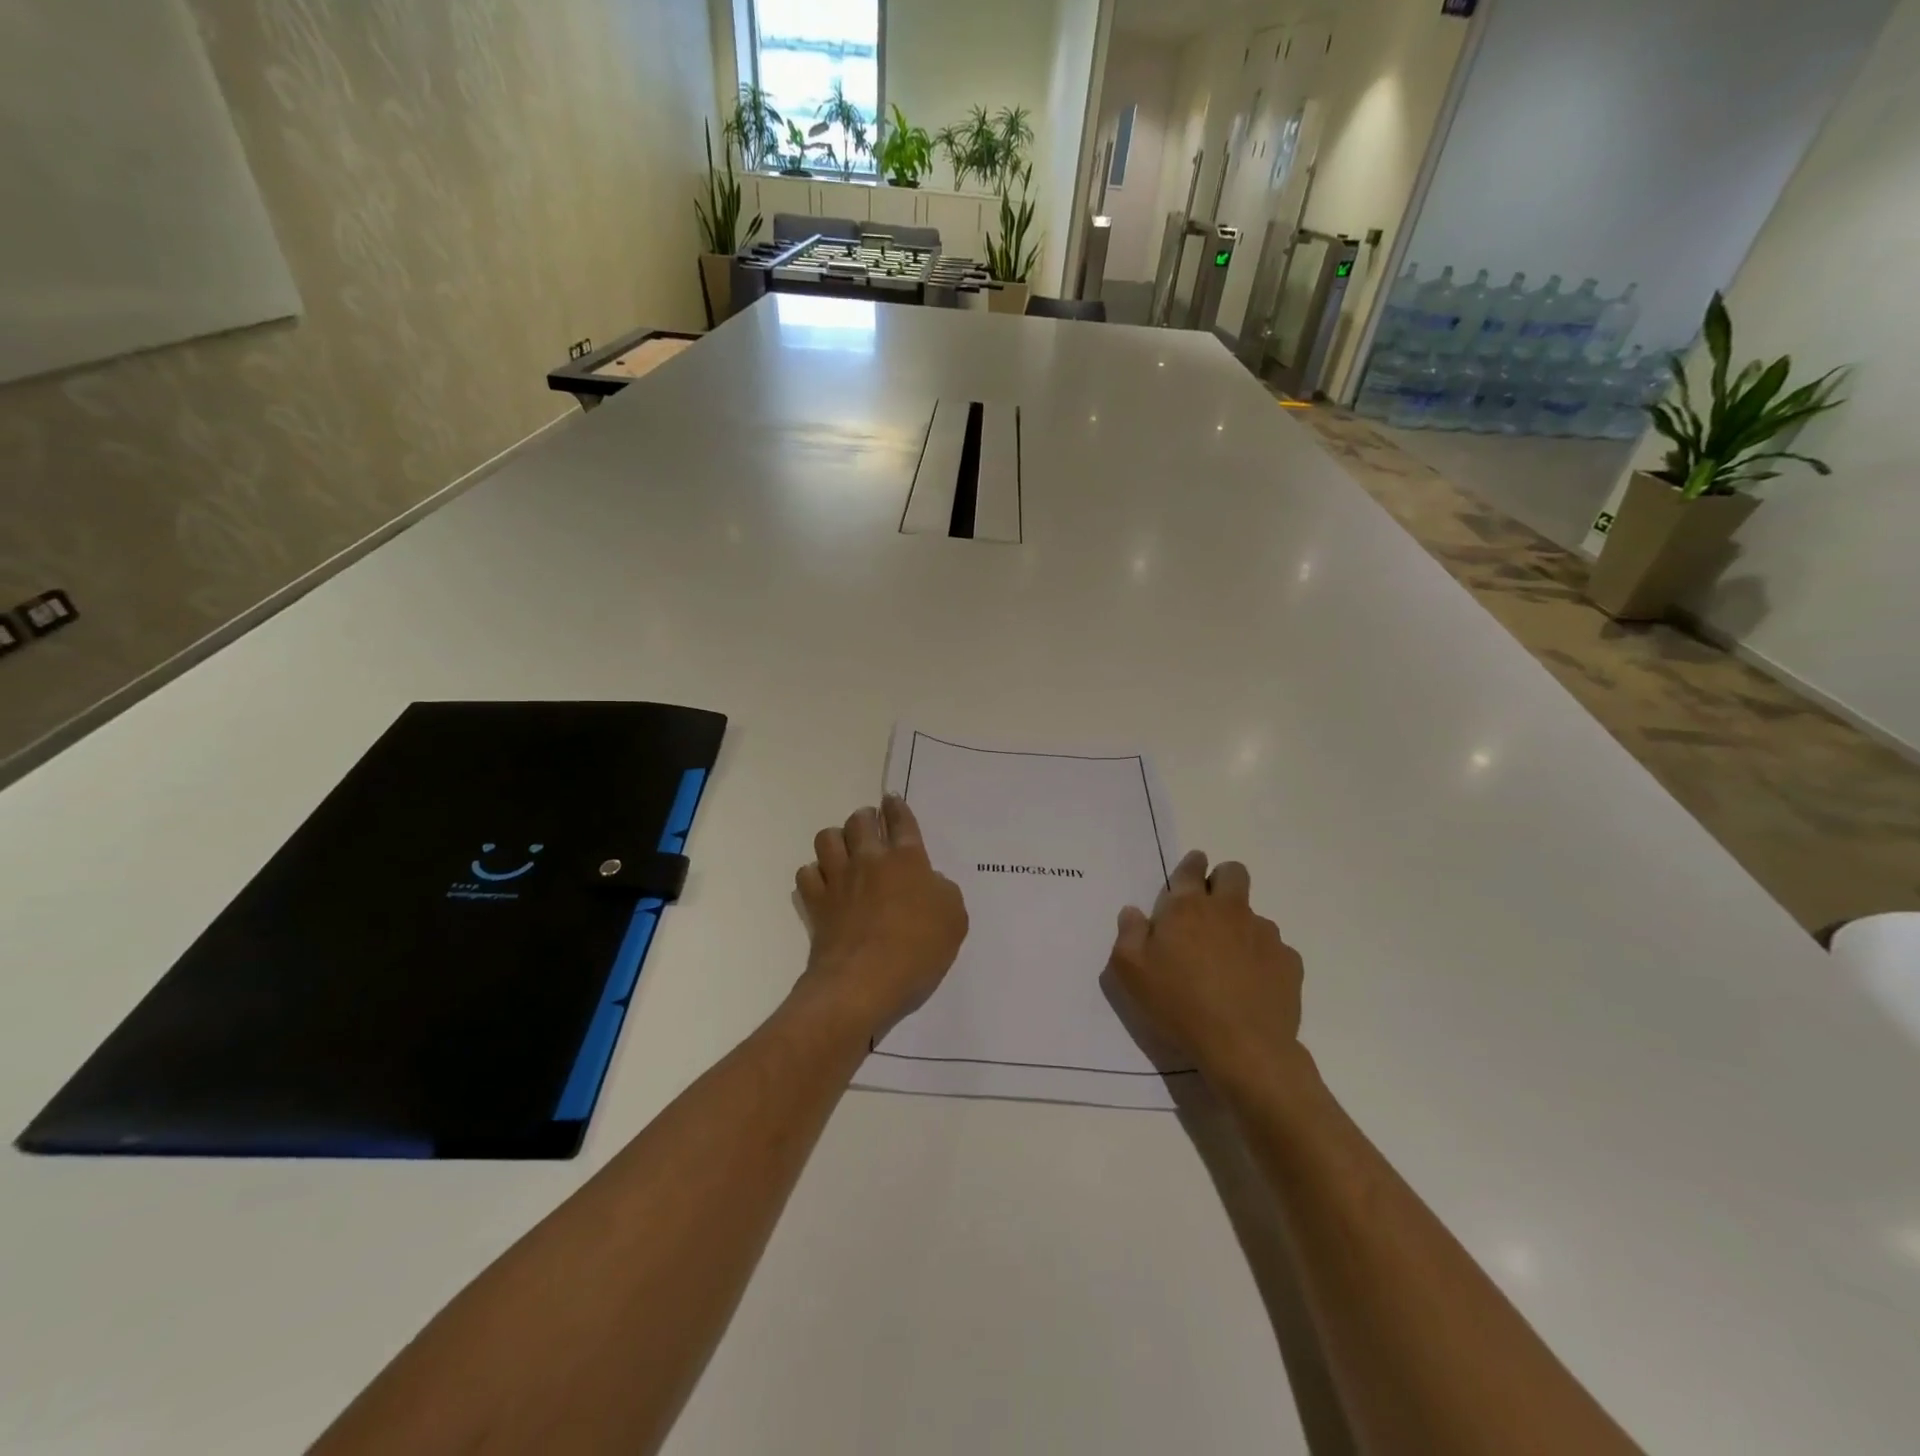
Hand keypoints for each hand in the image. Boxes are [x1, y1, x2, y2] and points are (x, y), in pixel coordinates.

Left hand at [795, 795, 967, 1036]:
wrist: (864, 981)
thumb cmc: (918, 949)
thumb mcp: (954, 919)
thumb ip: (943, 892)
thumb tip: (929, 883)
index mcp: (907, 859)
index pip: (901, 821)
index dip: (897, 808)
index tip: (891, 801)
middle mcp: (870, 860)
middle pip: (860, 821)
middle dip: (865, 817)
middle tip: (869, 824)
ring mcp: (838, 879)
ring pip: (827, 838)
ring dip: (836, 839)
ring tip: (844, 849)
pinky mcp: (816, 902)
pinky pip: (807, 873)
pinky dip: (814, 873)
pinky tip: (824, 882)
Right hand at [1106, 850, 1304, 1089]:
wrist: (1243, 1047)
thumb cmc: (1178, 1004)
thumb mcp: (1130, 972)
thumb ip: (1128, 934)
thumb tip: (1133, 912)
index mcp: (1187, 907)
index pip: (1191, 868)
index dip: (1191, 865)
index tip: (1191, 871)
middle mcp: (1228, 910)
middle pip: (1233, 873)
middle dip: (1222, 879)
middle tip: (1210, 908)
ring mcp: (1263, 933)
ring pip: (1253, 914)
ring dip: (1240, 926)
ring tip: (1228, 962)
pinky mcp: (1288, 960)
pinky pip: (1274, 949)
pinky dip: (1261, 959)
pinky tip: (1251, 985)